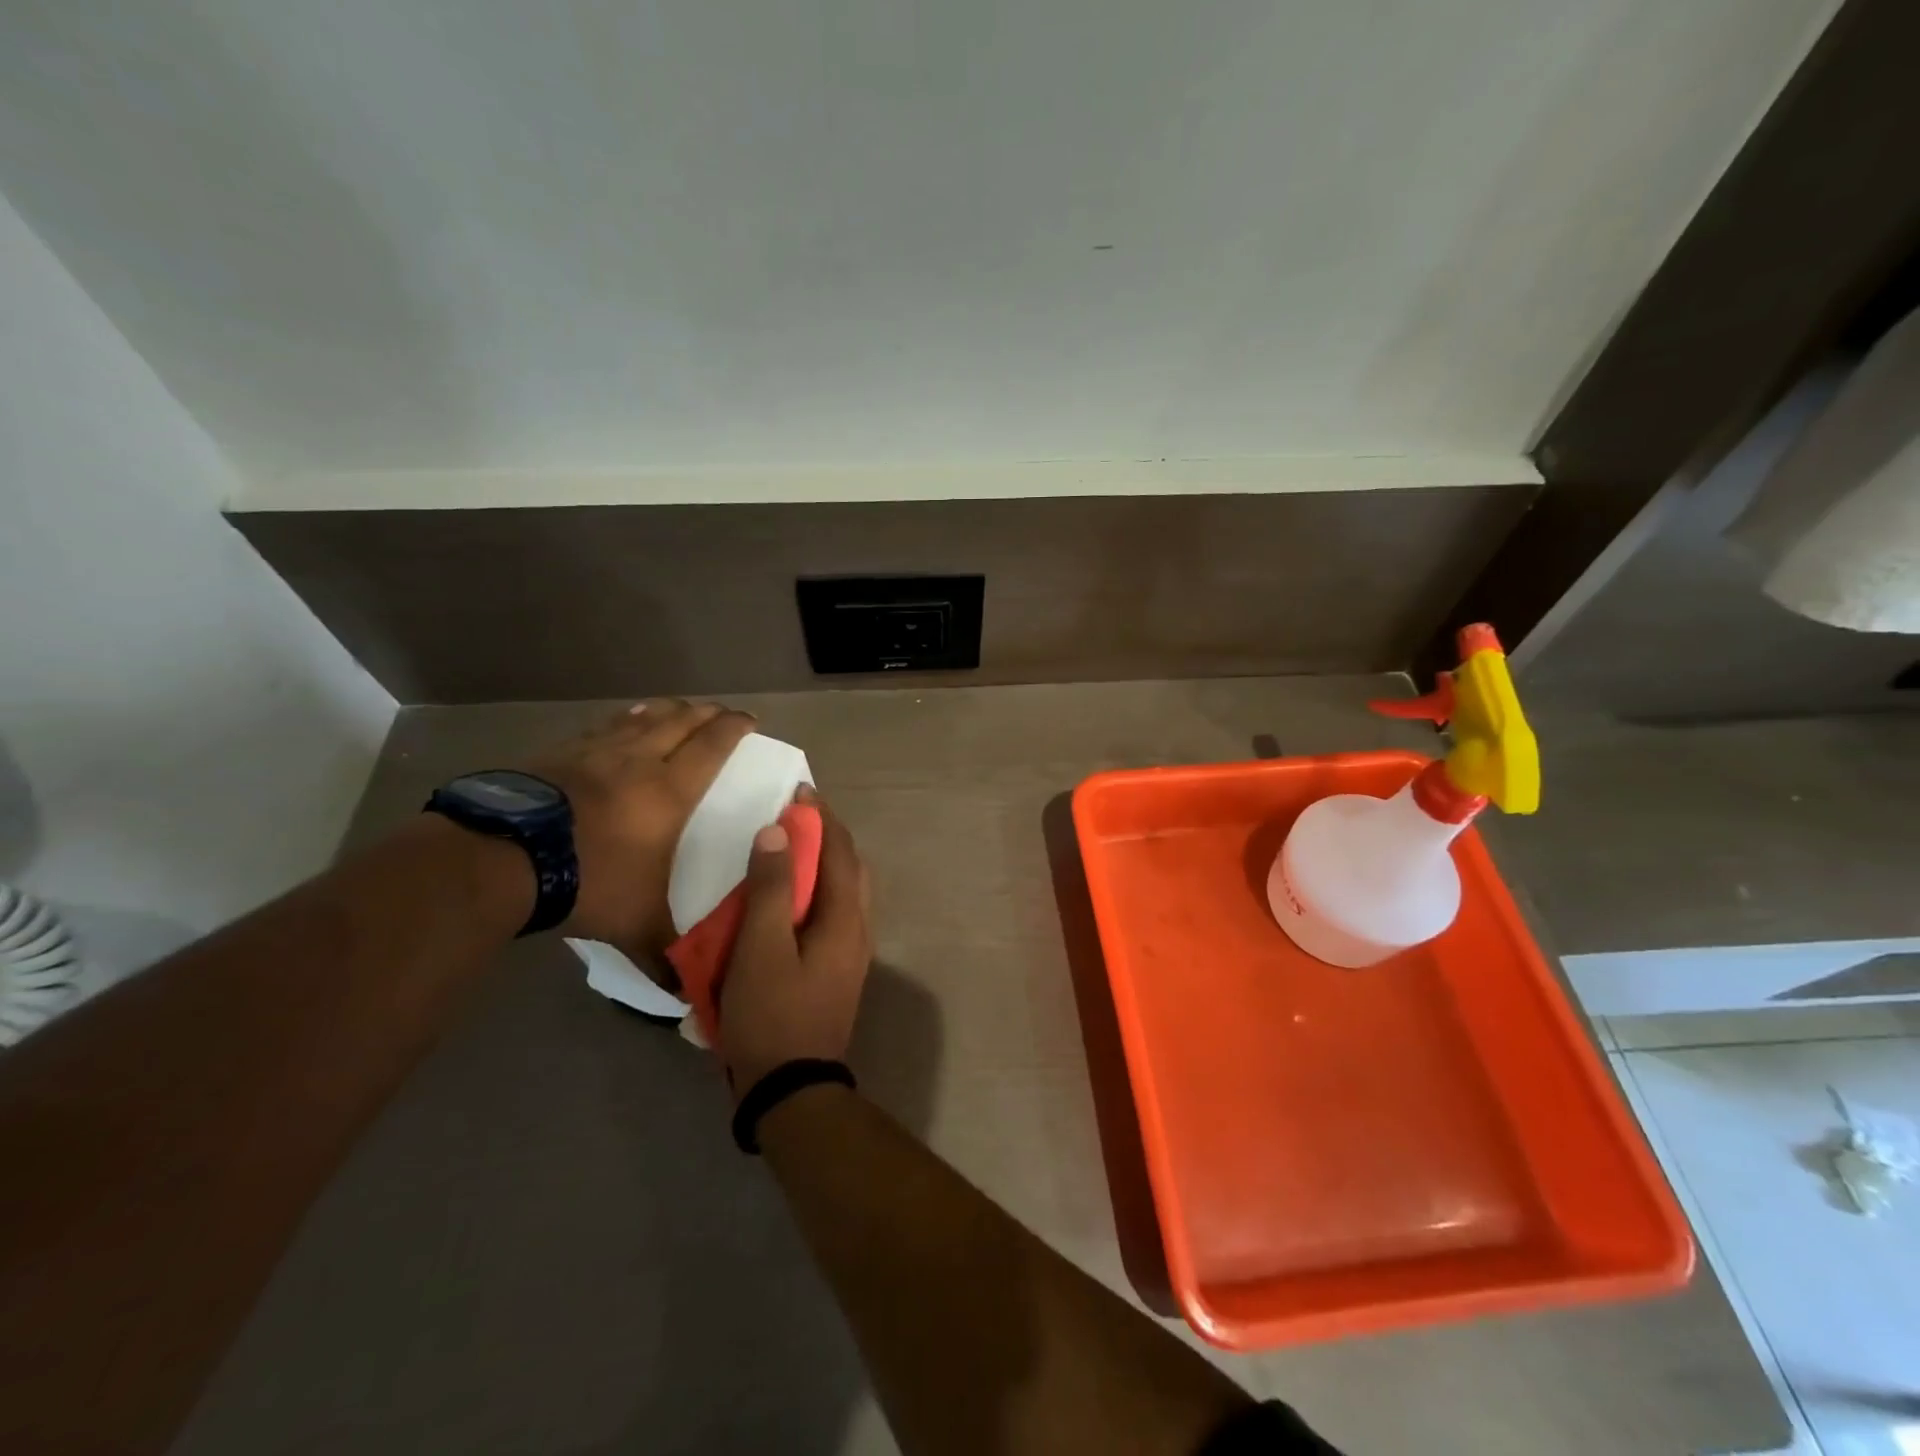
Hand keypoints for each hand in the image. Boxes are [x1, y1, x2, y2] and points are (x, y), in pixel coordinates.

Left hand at [523, 699, 755, 956]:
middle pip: (680, 720)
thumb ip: (665, 955)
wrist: (502, 859)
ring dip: (665, 710)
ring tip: (675, 708)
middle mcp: (638, 761)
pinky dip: (621, 721)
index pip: (712, 746)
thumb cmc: (587, 881)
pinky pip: (601, 728)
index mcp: (669, 791)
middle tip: (719, 712)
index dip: (734, 728)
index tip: (750, 720)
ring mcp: (595, 753)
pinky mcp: (558, 755)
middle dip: (705, 712)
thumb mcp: (635, 925)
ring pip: (640, 717)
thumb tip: (687, 997)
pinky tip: (619, 724)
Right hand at [718, 794, 872, 1096]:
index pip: (840, 851)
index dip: (821, 817)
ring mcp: (852, 952)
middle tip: (795, 818)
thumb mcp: (761, 948)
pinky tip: (791, 901)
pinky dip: (818, 892)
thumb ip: (770, 888)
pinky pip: (835, 913)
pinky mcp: (839, 970)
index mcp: (845, 917)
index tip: (800, 791)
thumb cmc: (772, 1014)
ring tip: (790, 852)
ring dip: (824, 865)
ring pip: (845, 892)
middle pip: (850, 868)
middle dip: (827, 837)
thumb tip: (778, 832)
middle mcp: (858, 928)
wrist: (792, 1089)